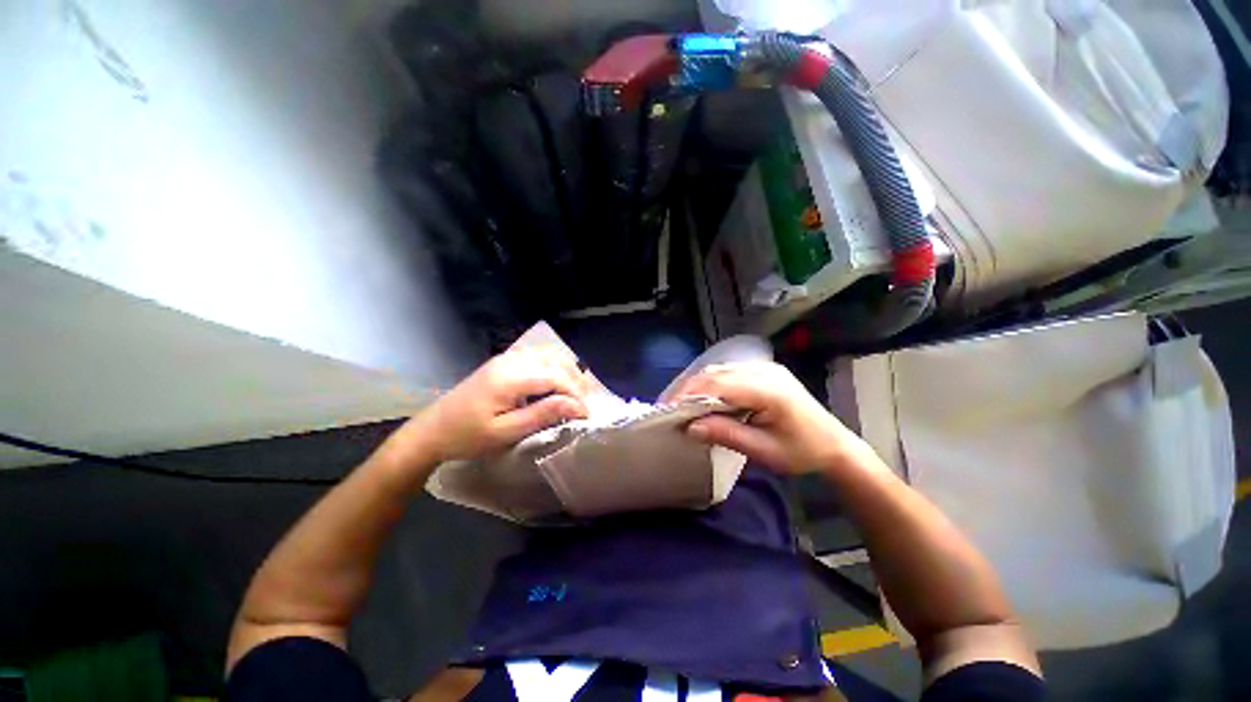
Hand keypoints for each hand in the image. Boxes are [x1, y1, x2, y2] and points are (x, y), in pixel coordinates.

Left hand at [385, 348, 590, 468]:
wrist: (431, 430)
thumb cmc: (467, 437)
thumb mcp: (505, 432)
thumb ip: (542, 415)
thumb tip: (576, 405)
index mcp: (511, 377)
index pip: (557, 378)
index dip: (576, 395)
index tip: (586, 416)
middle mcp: (512, 360)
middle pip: (557, 362)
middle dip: (576, 383)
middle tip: (584, 406)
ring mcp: (507, 358)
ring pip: (550, 356)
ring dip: (568, 373)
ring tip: (576, 395)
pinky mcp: (505, 361)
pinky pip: (539, 357)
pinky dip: (555, 368)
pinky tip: (558, 384)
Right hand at [674, 361, 868, 474]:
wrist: (834, 444)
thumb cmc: (801, 452)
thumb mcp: (764, 451)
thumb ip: (727, 435)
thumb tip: (690, 427)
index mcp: (768, 390)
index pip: (719, 385)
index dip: (690, 394)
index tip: (668, 409)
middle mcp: (765, 371)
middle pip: (716, 373)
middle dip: (688, 388)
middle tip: (668, 407)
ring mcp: (765, 367)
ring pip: (720, 370)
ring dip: (696, 384)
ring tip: (679, 403)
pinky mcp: (763, 370)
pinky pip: (728, 372)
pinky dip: (709, 383)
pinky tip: (700, 396)